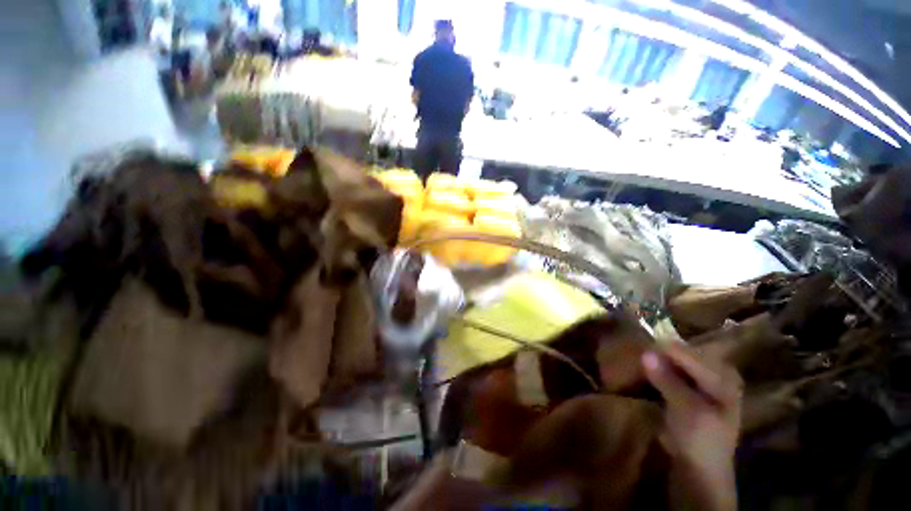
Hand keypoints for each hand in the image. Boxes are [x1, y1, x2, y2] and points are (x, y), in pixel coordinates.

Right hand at [642, 343, 741, 510]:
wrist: (700, 470)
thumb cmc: (701, 441)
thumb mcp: (686, 410)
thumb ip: (667, 379)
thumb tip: (645, 352)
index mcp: (723, 376)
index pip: (687, 353)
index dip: (662, 351)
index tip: (636, 350)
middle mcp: (714, 372)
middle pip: (681, 355)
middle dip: (658, 355)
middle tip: (634, 356)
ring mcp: (701, 381)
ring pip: (673, 362)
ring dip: (654, 363)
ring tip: (634, 362)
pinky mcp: (687, 390)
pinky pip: (669, 372)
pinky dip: (655, 372)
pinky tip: (642, 373)